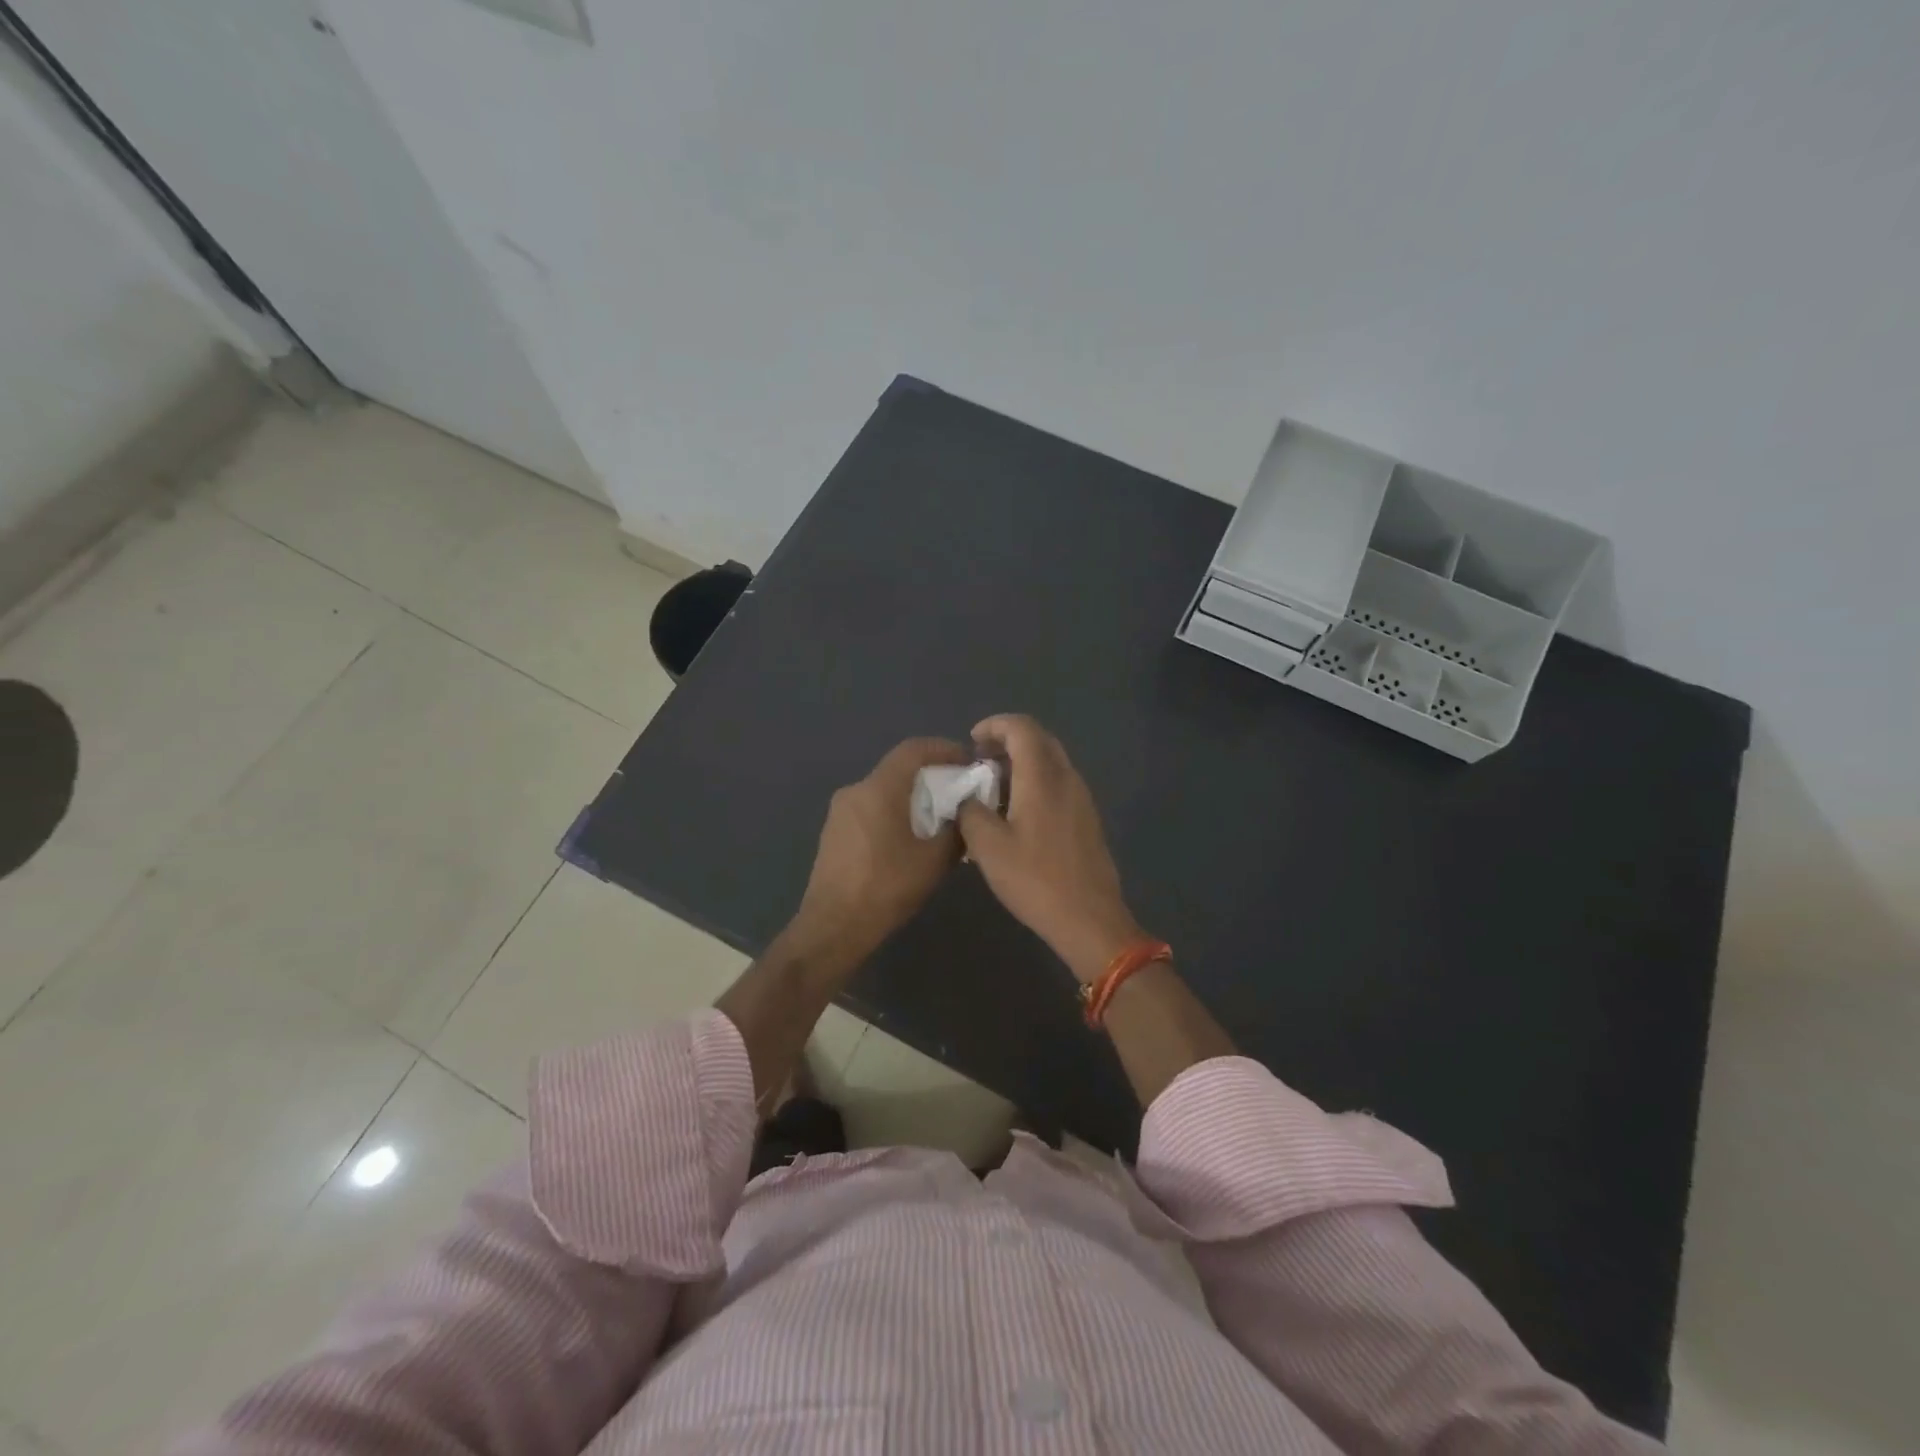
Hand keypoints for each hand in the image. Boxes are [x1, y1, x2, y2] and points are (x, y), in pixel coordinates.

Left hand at [792, 737, 969, 965]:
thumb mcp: (934, 861)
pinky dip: (894, 811)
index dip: (944, 748)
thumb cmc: (886, 888)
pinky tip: (910, 838)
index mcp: (879, 789)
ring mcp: (840, 812)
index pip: (913, 749)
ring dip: (912, 796)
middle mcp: (855, 791)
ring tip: (939, 818)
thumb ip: (956, 830)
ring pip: (883, 790)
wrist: (833, 927)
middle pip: (898, 768)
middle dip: (931, 775)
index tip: (968, 761)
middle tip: (960, 792)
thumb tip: (967, 814)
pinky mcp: (834, 832)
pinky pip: (870, 809)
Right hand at [957, 714, 1145, 981]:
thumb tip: (968, 798)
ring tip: (993, 787)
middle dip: (1008, 741)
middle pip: (1040, 740)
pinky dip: (1036, 781)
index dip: (994, 725)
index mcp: (1042, 777)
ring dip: (1022, 762)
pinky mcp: (1087, 818)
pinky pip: (1059, 783)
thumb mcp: (987, 847)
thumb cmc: (1035, 880)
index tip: (972, 741)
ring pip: (1051, 761)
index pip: (1022, 728)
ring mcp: (1082, 798)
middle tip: (980, 760)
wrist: (1089, 919)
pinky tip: (1018, 811)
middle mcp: (1067, 778)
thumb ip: (970, 812)